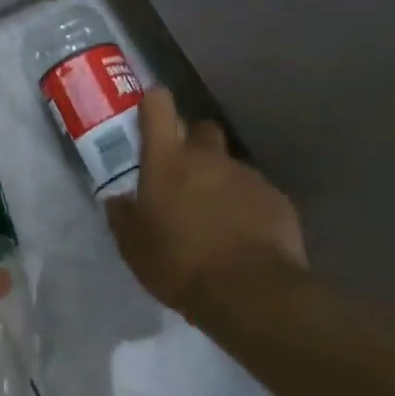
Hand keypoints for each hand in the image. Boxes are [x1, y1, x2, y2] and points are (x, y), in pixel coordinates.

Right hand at [106, 88, 306, 315]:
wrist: (250, 292)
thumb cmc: (178, 263)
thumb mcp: (133, 246)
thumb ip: (123, 216)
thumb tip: (118, 199)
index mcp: (167, 160)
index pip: (158, 106)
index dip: (153, 104)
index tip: (149, 114)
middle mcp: (208, 157)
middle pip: (201, 128)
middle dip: (192, 143)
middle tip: (182, 175)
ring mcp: (247, 175)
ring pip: (229, 165)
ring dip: (219, 181)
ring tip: (214, 218)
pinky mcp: (276, 199)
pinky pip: (255, 193)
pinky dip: (246, 206)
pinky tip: (242, 237)